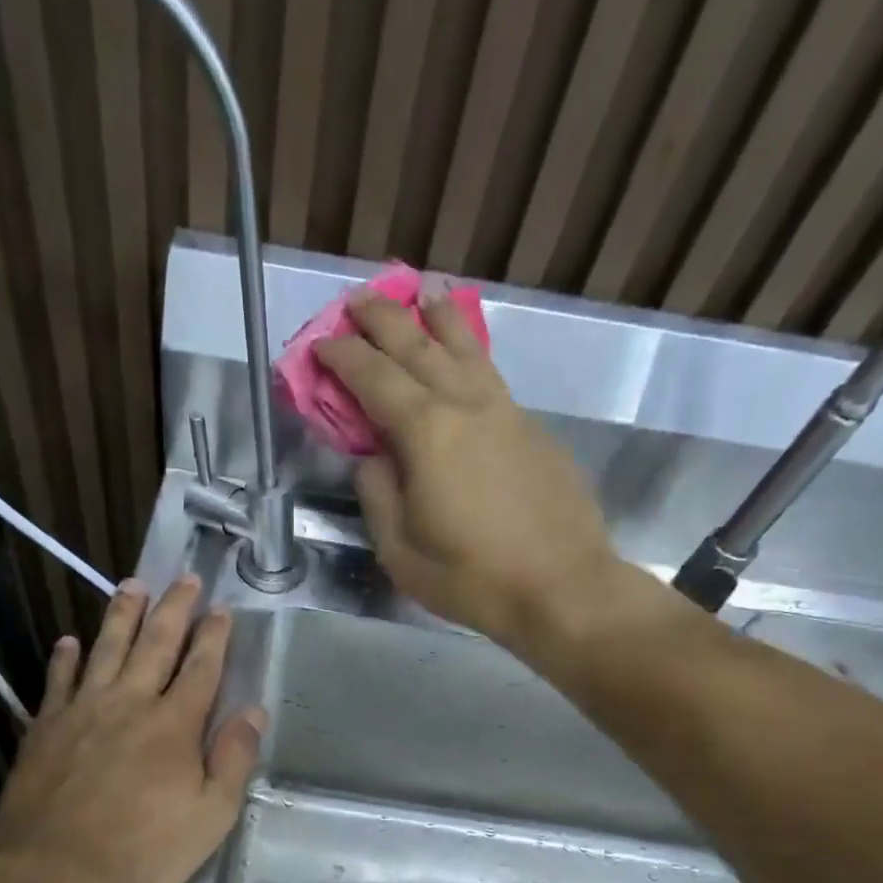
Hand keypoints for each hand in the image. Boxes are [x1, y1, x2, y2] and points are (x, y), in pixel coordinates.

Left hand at [0, 576, 264, 882]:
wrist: (57, 869)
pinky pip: (58, 682)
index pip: (200, 668)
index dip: (213, 636)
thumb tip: (254, 712)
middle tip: (184, 578)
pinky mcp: (46, 728)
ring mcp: (83, 711)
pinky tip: (69, 641)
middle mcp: (130, 703)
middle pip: (155, 644)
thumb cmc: (144, 849)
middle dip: (174, 609)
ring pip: (106, 649)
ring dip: (122, 615)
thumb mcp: (211, 816)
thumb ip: (234, 760)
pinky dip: (65, 658)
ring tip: (132, 585)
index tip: (221, 608)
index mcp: (175, 724)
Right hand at [315, 284, 660, 658]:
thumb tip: (373, 458)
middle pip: (419, 346)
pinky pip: (491, 375)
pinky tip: (465, 357)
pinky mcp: (533, 429)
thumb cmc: (470, 577)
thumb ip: (378, 495)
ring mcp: (506, 412)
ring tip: (423, 295)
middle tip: (359, 301)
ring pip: (466, 349)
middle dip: (384, 319)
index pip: (374, 378)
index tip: (321, 343)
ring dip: (438, 319)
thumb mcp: (400, 550)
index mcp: (426, 433)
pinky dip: (470, 353)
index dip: (343, 357)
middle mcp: (466, 406)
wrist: (561, 586)